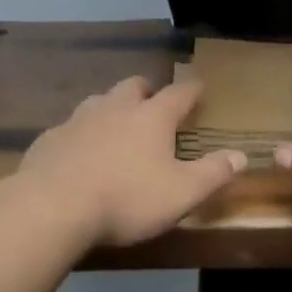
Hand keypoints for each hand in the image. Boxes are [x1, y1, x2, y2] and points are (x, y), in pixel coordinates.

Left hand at [13, 76, 246, 247]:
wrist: (52, 206)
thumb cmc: (126, 198)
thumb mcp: (181, 193)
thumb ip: (213, 174)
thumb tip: (241, 155)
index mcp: (152, 117)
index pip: (179, 93)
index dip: (192, 89)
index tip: (199, 86)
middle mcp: (116, 107)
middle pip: (134, 86)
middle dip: (147, 90)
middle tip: (153, 104)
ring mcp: (79, 119)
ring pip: (100, 101)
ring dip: (112, 108)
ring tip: (116, 127)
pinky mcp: (50, 138)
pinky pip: (71, 127)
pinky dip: (81, 134)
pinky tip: (79, 153)